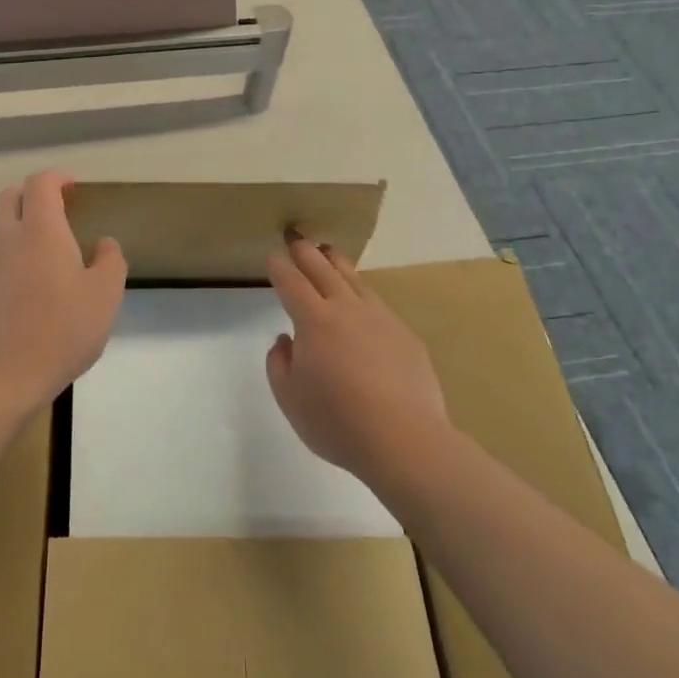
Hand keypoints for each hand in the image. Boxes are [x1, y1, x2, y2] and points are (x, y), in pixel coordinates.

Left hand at [0, 171, 127, 416]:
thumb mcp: (105, 296)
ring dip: (28, 232)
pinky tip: (42, 295)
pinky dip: (20, 263)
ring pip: (6, 233)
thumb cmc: (61, 331)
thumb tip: (104, 244)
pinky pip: (2, 264)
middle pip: (11, 198)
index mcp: (41, 231)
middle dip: (34, 195)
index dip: (58, 178)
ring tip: (59, 262)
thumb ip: (110, 261)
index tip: (75, 188)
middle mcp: (10, 241)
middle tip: (61, 211)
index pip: (40, 183)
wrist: (1, 379)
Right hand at [264, 234, 450, 485]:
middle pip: (322, 269)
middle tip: (296, 237)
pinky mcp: (405, 335)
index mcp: (314, 320)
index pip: (291, 282)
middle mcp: (347, 309)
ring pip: (354, 279)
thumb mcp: (290, 399)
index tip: (273, 256)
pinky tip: (362, 302)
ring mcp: (380, 318)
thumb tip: (285, 341)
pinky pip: (377, 304)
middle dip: (305, 251)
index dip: (279, 266)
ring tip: (329, 252)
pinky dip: (362, 294)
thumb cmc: (337, 422)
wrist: (405, 440)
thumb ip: (279, 364)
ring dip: (337, 262)